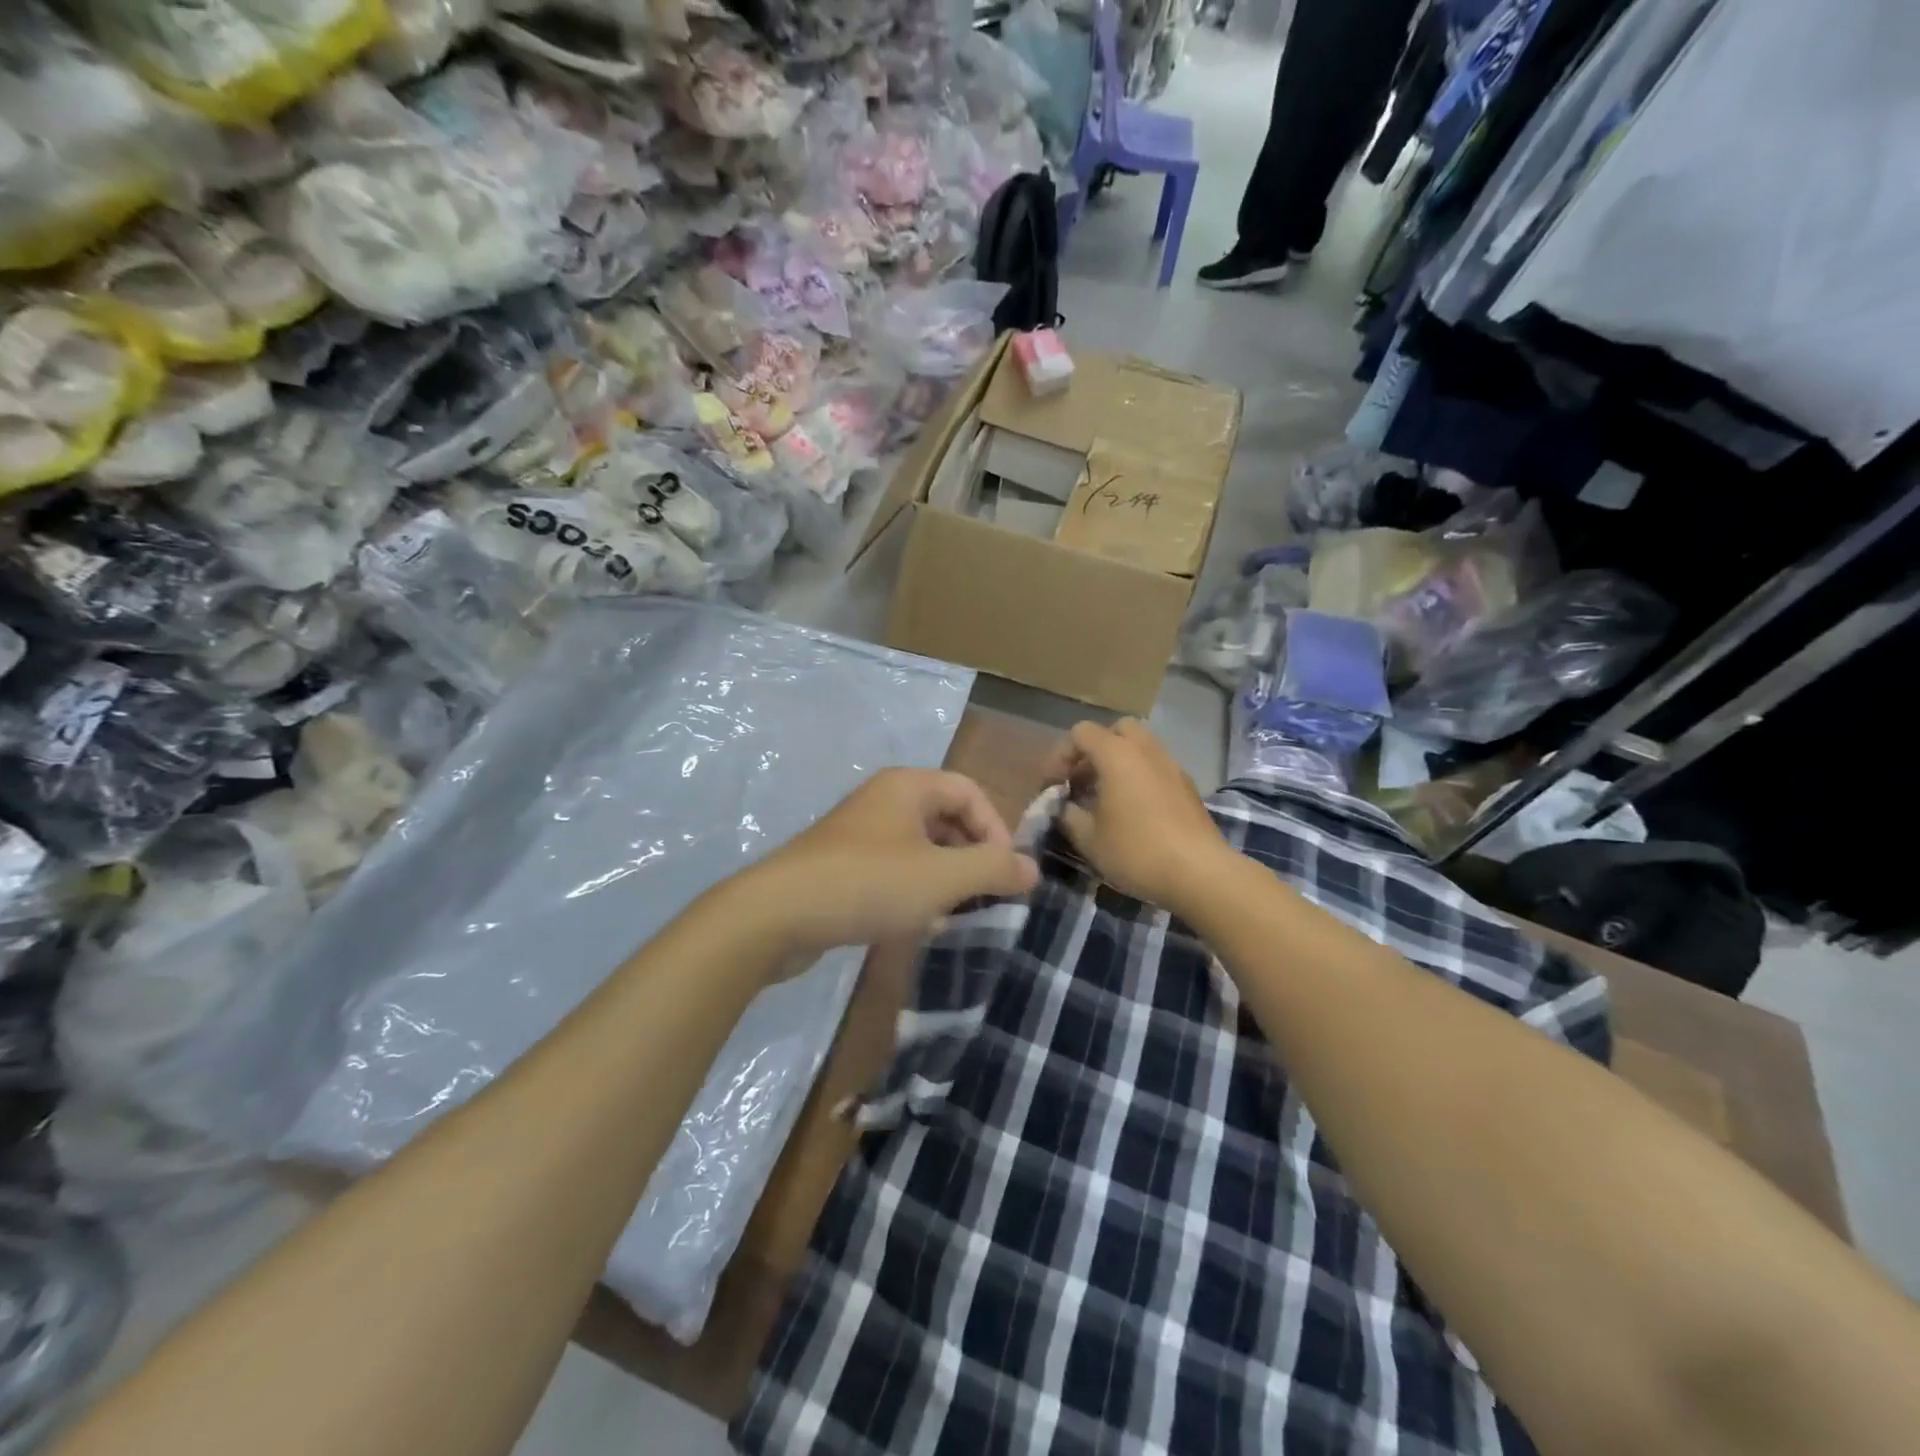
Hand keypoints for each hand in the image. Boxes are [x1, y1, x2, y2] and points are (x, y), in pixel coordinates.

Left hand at [742, 768, 1038, 957]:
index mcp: (908, 786)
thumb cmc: (869, 884)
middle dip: (972, 854)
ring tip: (955, 911)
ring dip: (945, 875)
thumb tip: (1032, 869)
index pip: (970, 791)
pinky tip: (917, 920)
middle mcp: (883, 800)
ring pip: (920, 846)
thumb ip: (993, 869)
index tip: (1005, 873)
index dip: (996, 828)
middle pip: (946, 817)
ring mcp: (859, 833)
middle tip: (985, 894)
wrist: (778, 914)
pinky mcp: (841, 865)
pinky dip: (914, 888)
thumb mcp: (942, 877)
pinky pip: (893, 867)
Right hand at [1044, 718, 1231, 913]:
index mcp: (1117, 754)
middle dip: (1095, 751)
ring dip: (1119, 764)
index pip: (1081, 733)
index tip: (1055, 787)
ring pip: (1140, 748)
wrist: (1200, 873)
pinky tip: (1134, 812)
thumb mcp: (1088, 839)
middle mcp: (1146, 750)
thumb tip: (1065, 807)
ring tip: (1106, 798)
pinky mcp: (1188, 787)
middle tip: (1084, 781)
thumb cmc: (1136, 851)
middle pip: (1116, 730)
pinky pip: (1156, 768)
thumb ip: (1068, 815)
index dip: (1061, 756)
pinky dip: (1140, 777)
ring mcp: (1172, 766)